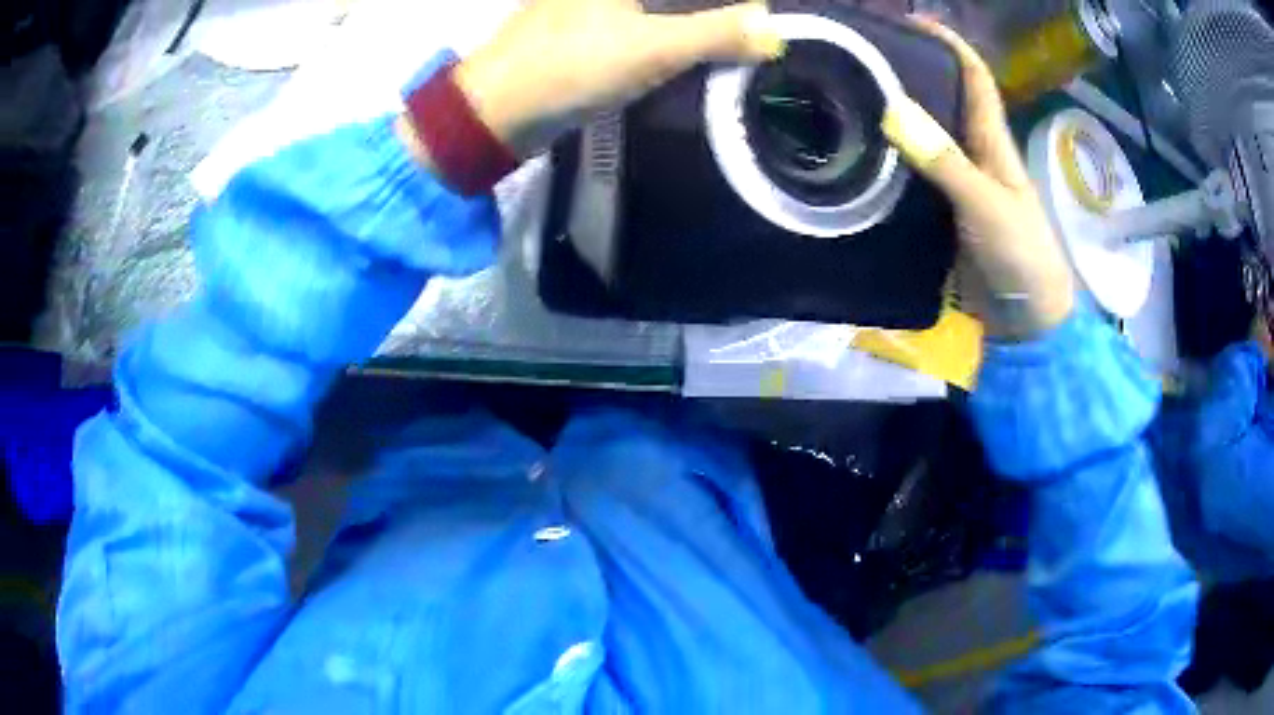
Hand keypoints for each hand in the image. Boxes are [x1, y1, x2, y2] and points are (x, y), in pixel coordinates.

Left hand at [451, 0, 782, 157]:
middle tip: (754, 32)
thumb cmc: (571, 65)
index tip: (759, 15)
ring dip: (699, 20)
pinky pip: (647, 21)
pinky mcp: (593, 28)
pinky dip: (674, 32)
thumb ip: (718, 33)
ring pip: (665, 7)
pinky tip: (700, 46)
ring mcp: (597, 5)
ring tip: (739, 39)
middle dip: (718, 9)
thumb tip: (775, 30)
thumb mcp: (654, 47)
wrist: (499, 110)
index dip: (728, 2)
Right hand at [881, 18, 1074, 340]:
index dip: (946, 42)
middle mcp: (969, 153)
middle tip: (854, 57)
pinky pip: (906, 178)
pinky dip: (882, 163)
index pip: (972, 76)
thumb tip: (892, 108)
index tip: (906, 21)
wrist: (1025, 321)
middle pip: (939, 99)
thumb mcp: (987, 205)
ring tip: (841, 97)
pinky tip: (850, 156)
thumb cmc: (1022, 255)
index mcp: (990, 140)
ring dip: (888, 115)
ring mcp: (951, 184)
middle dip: (906, 71)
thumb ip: (945, 161)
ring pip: (918, 137)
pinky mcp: (936, 215)